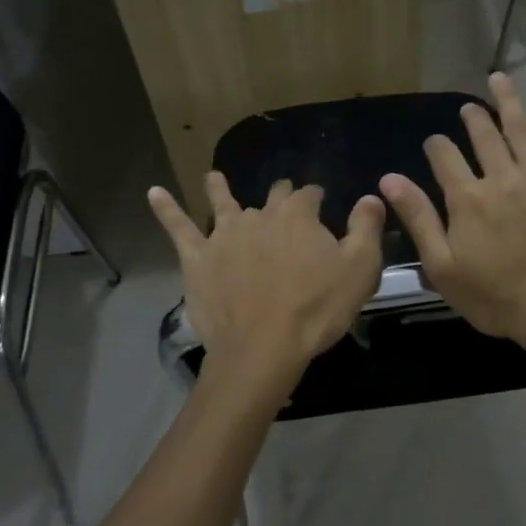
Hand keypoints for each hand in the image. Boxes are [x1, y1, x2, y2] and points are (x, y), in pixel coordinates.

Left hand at [149, 174, 385, 409]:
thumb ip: (366, 228)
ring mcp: (224, 235)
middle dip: (280, 196)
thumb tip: (371, 196)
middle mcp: (259, 216)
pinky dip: (166, 208)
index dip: (316, 198)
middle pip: (271, 198)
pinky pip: (178, 227)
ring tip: (214, 177)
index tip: (321, 203)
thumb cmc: (317, 310)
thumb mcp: (360, 269)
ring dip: (220, 189)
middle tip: (283, 199)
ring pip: (222, 203)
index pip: (308, 194)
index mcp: (298, 216)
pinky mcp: (197, 258)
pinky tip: (153, 193)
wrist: (263, 348)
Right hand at [379, 73, 525, 357]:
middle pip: (483, 135)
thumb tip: (389, 179)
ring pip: (521, 129)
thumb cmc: (495, 295)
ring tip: (499, 78)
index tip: (433, 145)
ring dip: (508, 101)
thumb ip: (418, 218)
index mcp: (467, 197)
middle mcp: (501, 176)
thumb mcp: (442, 266)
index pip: (444, 156)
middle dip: (472, 118)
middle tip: (467, 107)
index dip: (435, 146)